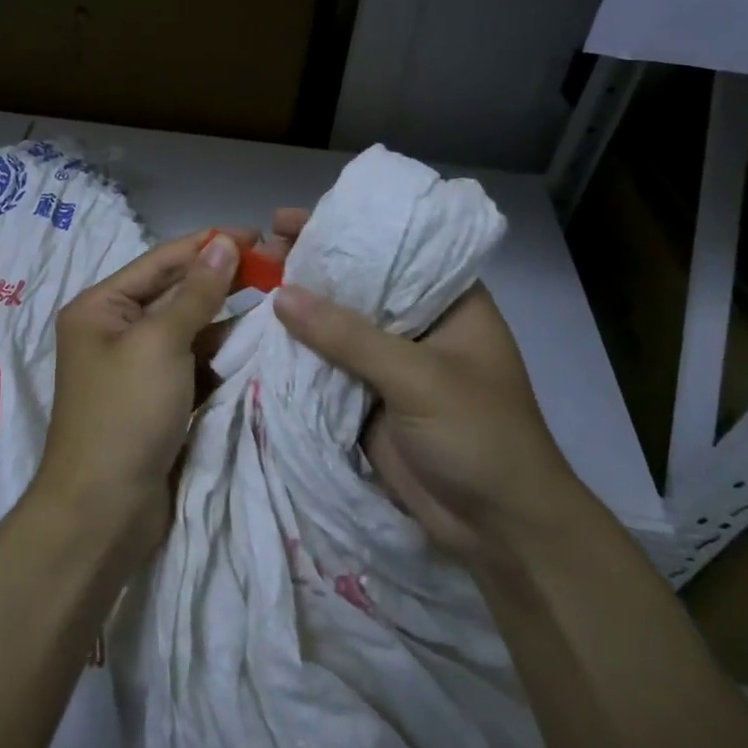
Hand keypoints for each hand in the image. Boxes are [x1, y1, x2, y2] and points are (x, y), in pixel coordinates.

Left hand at [36, 229, 244, 553]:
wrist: (104, 511)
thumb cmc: (125, 413)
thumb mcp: (160, 343)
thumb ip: (196, 293)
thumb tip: (222, 243)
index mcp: (100, 307)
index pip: (160, 262)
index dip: (206, 246)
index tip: (256, 235)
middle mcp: (115, 330)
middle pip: (175, 294)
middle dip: (221, 281)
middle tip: (276, 268)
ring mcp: (138, 367)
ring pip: (189, 331)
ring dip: (227, 320)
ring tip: (278, 304)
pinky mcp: (159, 399)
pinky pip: (195, 364)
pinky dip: (223, 356)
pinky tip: (259, 346)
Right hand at [269, 212, 579, 564]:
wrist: (499, 529)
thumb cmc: (479, 435)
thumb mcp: (418, 377)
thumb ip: (349, 336)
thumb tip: (281, 294)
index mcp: (448, 301)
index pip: (389, 248)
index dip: (340, 228)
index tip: (284, 219)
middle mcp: (417, 323)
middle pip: (356, 284)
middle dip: (310, 266)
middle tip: (257, 249)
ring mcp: (390, 363)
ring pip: (337, 325)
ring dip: (299, 309)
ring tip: (248, 282)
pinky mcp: (368, 398)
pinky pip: (327, 365)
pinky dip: (298, 351)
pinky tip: (260, 333)